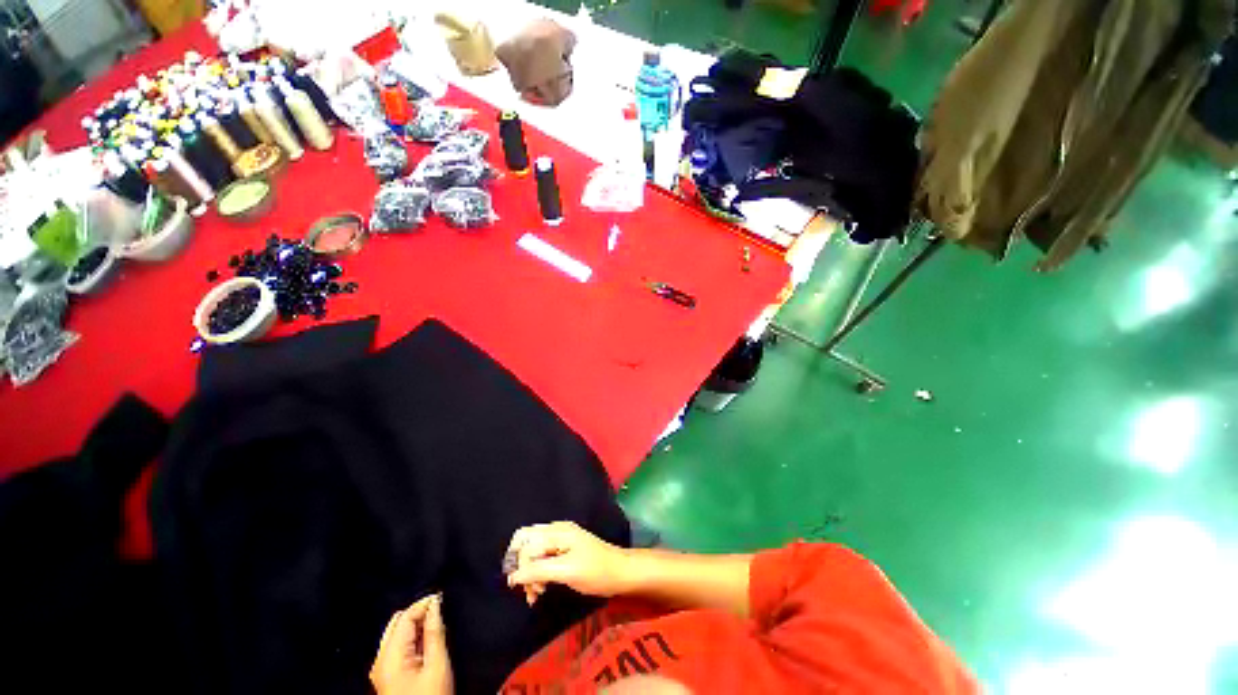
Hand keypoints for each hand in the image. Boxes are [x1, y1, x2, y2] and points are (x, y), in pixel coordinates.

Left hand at [370, 594, 452, 694]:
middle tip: (439, 609)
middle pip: (397, 622)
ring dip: (415, 624)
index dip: (424, 603)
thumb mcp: (437, 664)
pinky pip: (397, 645)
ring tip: (435, 623)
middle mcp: (380, 659)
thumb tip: (436, 605)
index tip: (442, 597)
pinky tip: (426, 639)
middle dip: (418, 611)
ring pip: (396, 632)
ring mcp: (381, 668)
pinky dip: (411, 636)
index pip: (405, 616)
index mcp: (390, 655)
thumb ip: (435, 632)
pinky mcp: (386, 675)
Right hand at [504, 521, 629, 604]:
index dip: (521, 567)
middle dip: (521, 567)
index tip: (527, 589)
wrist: (619, 572)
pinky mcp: (563, 549)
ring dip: (529, 573)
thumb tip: (512, 577)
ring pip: (532, 551)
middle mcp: (556, 530)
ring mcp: (560, 538)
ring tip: (536, 594)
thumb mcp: (567, 571)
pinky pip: (541, 556)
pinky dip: (537, 572)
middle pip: (525, 542)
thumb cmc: (595, 571)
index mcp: (557, 531)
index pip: (526, 544)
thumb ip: (539, 570)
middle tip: (529, 589)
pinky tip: (541, 588)